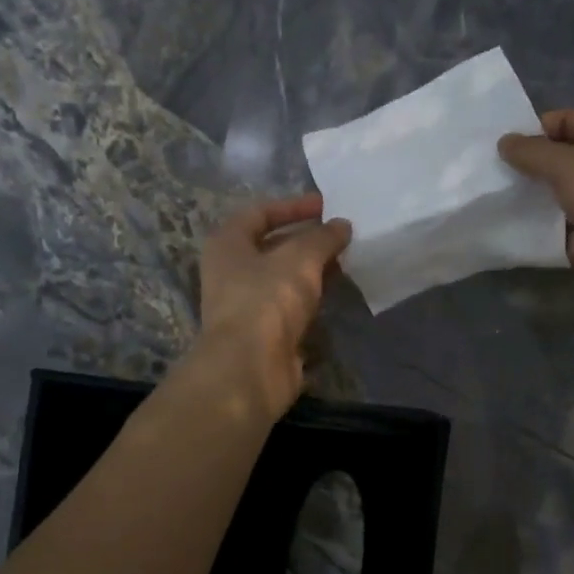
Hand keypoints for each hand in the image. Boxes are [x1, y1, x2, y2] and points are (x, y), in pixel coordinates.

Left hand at [193, 194, 351, 420]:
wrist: (250, 368)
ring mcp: (246, 305)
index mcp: (227, 244)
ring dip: (312, 270)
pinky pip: (290, 307)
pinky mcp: (263, 333)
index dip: (293, 206)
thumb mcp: (300, 258)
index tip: (326, 206)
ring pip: (283, 278)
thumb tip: (341, 225)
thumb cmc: (268, 299)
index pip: (259, 213)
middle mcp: (231, 271)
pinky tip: (336, 295)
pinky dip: (311, 299)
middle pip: (272, 246)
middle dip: (307, 240)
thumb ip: (323, 237)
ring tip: (346, 261)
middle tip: (342, 235)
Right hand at [499, 110, 573, 330]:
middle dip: (530, 164)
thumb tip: (505, 142)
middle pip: (563, 156)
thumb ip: (534, 153)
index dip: (536, 129)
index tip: (501, 147)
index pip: (569, 119)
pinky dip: (542, 229)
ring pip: (560, 193)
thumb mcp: (570, 167)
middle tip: (491, 174)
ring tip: (494, 200)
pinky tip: (512, 230)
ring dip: (533, 198)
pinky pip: (562, 226)